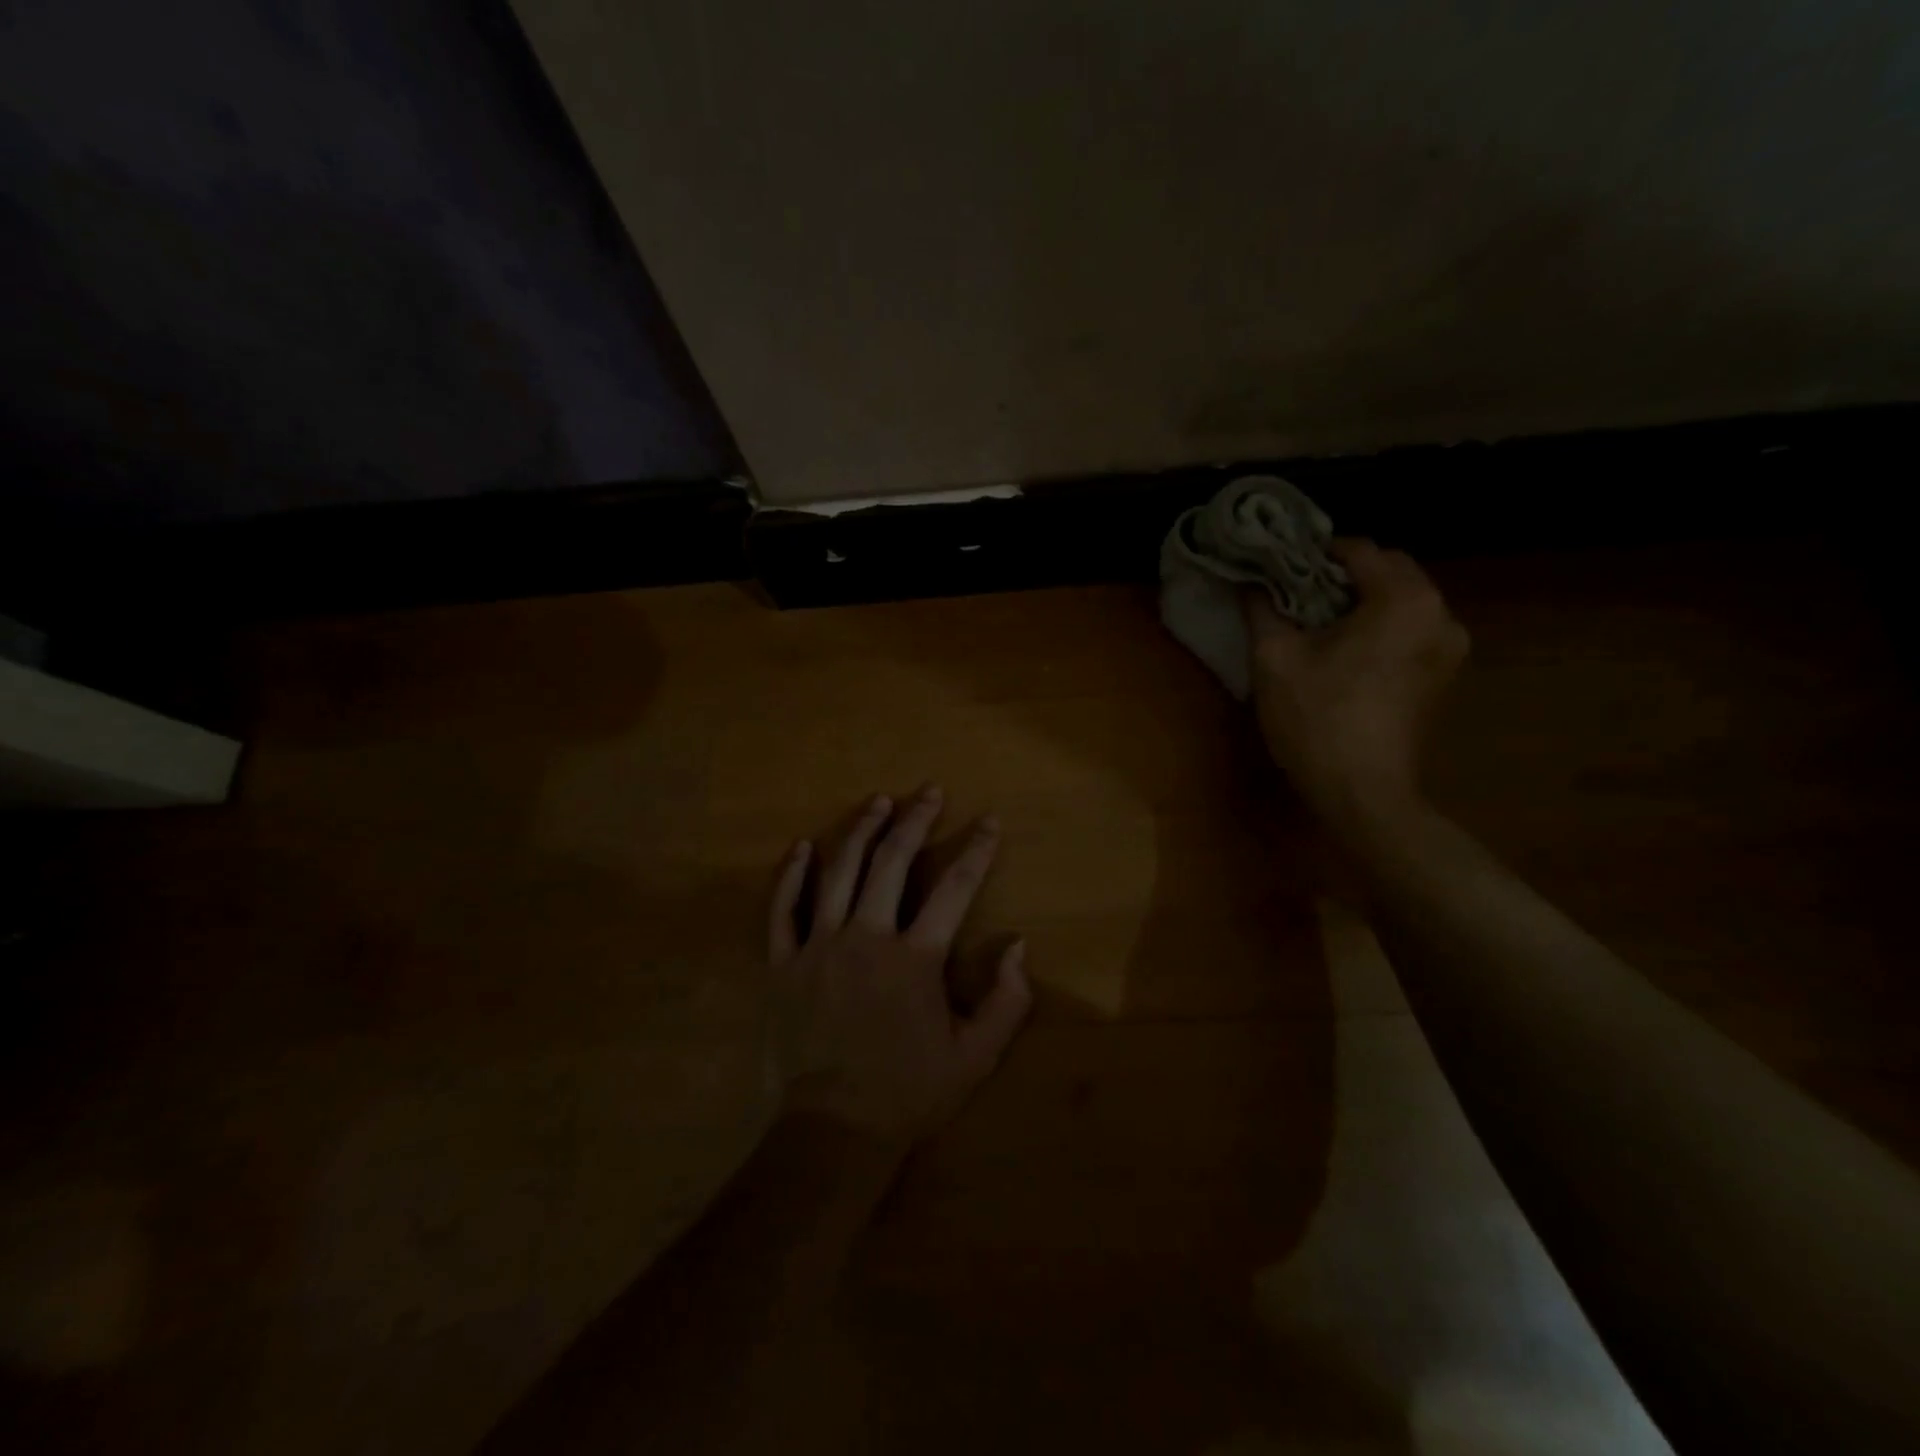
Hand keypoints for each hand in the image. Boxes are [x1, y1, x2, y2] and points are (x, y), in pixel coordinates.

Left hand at [766, 787, 1032, 1153]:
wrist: (834, 1129)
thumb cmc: (909, 1091)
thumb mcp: (975, 1056)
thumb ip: (1006, 1001)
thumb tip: (1018, 947)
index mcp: (915, 958)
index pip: (955, 888)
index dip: (977, 850)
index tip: (989, 822)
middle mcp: (867, 937)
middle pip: (892, 862)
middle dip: (916, 820)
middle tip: (929, 791)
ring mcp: (820, 945)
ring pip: (838, 872)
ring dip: (860, 831)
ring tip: (877, 801)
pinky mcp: (783, 962)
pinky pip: (783, 909)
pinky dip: (790, 875)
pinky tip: (801, 846)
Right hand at [1244, 540, 1468, 832]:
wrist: (1362, 792)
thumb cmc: (1316, 719)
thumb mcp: (1274, 659)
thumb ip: (1262, 608)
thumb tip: (1249, 582)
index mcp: (1404, 599)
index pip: (1358, 549)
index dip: (1313, 553)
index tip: (1280, 566)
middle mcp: (1440, 613)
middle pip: (1388, 571)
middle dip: (1342, 575)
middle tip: (1295, 594)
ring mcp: (1450, 647)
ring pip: (1401, 601)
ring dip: (1362, 601)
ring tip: (1317, 622)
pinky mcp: (1444, 675)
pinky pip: (1410, 630)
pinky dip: (1379, 627)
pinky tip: (1345, 651)